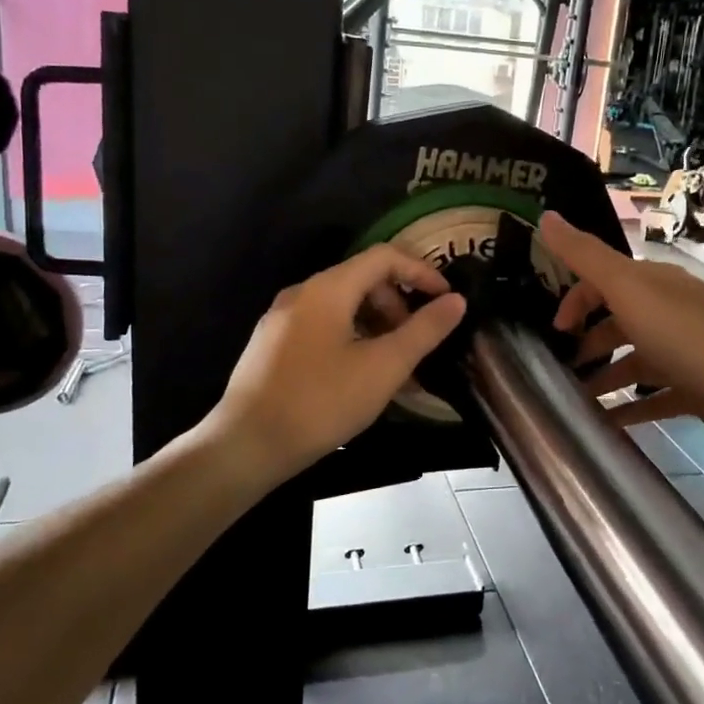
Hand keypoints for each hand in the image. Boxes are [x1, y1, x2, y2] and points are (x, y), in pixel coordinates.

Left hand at [208, 245, 466, 484]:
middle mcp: (302, 293)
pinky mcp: (273, 346)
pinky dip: (352, 339)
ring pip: (343, 307)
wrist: (246, 446)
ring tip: (395, 367)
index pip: (384, 257)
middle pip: (362, 280)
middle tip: (417, 342)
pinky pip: (323, 328)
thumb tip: (456, 300)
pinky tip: (361, 377)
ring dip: (377, 326)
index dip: (421, 272)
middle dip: (398, 304)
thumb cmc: (320, 402)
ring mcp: (283, 319)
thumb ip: (424, 330)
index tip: (446, 301)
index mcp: (328, 288)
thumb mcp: (383, 367)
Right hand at [539, 212, 703, 463]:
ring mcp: (684, 353)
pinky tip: (604, 423)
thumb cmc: (688, 335)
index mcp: (652, 284)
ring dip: (604, 377)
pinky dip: (628, 409)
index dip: (575, 301)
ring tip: (573, 400)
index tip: (553, 331)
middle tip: (557, 370)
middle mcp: (668, 313)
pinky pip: (653, 398)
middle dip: (587, 342)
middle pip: (618, 322)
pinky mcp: (696, 392)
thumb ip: (585, 256)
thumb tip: (545, 216)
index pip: (603, 282)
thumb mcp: (628, 288)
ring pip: (634, 361)